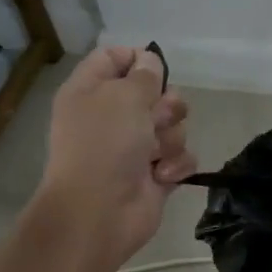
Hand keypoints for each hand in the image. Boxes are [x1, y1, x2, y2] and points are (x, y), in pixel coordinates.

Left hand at [35, 46, 195, 268]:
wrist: (99, 213)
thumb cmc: (105, 146)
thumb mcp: (123, 96)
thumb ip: (144, 74)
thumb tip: (150, 62)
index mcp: (91, 91)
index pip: (115, 58)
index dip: (138, 59)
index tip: (156, 68)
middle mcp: (111, 116)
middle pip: (153, 93)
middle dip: (166, 104)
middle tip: (159, 117)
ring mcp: (134, 147)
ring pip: (172, 126)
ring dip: (171, 137)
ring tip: (156, 154)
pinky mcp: (154, 174)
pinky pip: (180, 156)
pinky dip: (175, 165)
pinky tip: (162, 176)